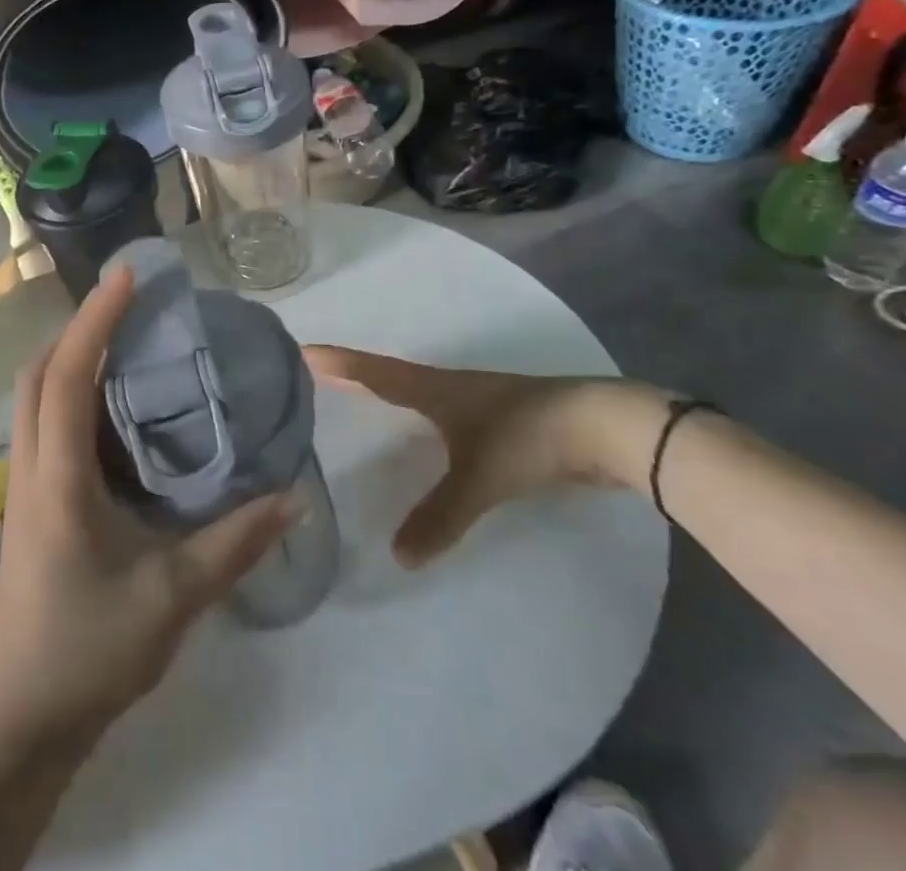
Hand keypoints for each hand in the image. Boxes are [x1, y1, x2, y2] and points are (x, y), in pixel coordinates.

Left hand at [0, 268, 294, 747]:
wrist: (26, 722)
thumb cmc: (92, 652)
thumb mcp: (174, 598)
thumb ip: (234, 543)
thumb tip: (292, 495)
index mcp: (58, 478)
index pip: (68, 375)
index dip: (96, 319)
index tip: (128, 277)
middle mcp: (29, 467)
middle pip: (37, 372)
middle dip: (78, 326)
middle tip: (128, 303)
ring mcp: (22, 484)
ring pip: (33, 395)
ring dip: (69, 355)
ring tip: (122, 338)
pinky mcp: (28, 500)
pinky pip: (41, 422)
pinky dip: (68, 391)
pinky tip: (110, 404)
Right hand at [301, 347, 668, 566]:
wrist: (602, 426)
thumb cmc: (527, 437)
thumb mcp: (479, 478)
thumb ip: (439, 516)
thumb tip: (397, 555)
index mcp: (433, 388)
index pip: (373, 371)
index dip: (338, 363)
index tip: (303, 351)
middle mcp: (449, 386)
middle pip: (390, 374)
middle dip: (355, 374)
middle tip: (320, 374)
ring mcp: (477, 400)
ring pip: (419, 392)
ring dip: (388, 391)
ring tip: (362, 401)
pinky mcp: (501, 419)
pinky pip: (445, 413)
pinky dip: (422, 416)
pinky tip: (425, 435)